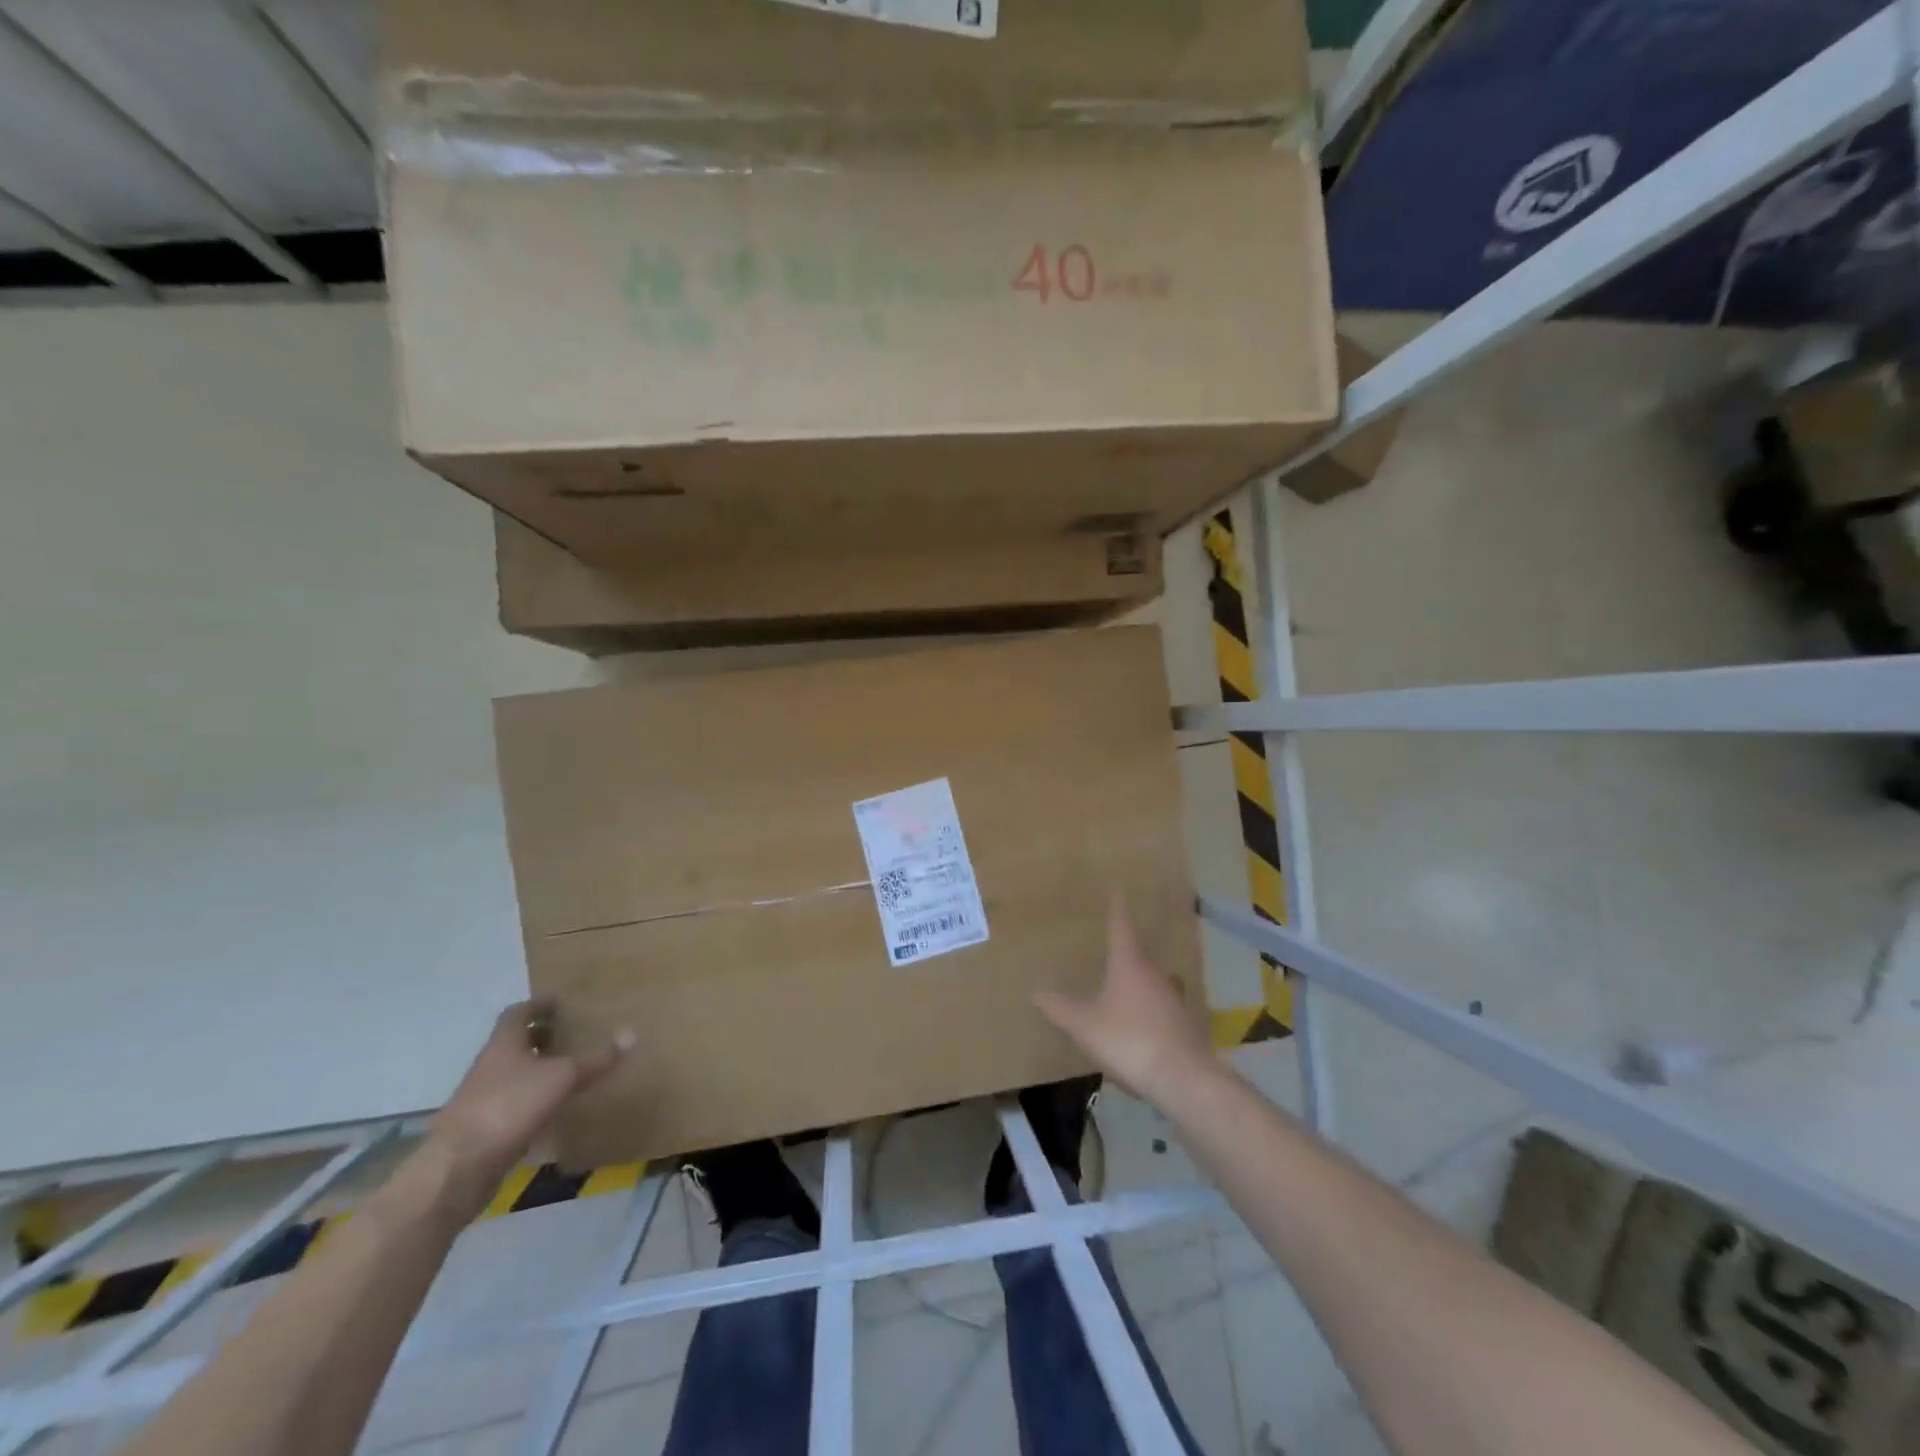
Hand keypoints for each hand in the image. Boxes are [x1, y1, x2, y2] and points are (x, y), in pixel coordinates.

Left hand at [422, 1001, 632, 1223]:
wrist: (457, 1169)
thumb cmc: (508, 1106)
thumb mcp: (561, 1078)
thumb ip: (595, 1060)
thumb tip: (632, 1035)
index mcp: (504, 1044)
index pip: (518, 1013)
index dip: (539, 1005)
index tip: (561, 1003)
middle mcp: (490, 1066)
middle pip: (515, 1043)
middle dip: (541, 1036)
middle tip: (572, 1032)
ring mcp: (483, 1099)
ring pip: (513, 1074)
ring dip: (536, 1069)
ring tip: (569, 1068)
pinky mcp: (484, 1129)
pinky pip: (513, 1104)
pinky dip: (532, 1100)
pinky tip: (553, 1108)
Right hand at [1036, 896, 1214, 1105]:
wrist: (1182, 1079)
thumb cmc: (1129, 1040)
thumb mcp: (1084, 1025)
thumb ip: (1060, 1009)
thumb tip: (1037, 993)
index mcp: (1129, 964)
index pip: (1120, 927)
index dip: (1116, 908)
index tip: (1118, 888)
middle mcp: (1155, 975)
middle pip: (1139, 957)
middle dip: (1125, 955)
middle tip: (1110, 954)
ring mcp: (1174, 1000)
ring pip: (1154, 984)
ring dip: (1140, 987)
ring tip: (1122, 995)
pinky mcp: (1185, 1026)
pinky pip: (1162, 1011)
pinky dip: (1150, 1014)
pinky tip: (1139, 1031)